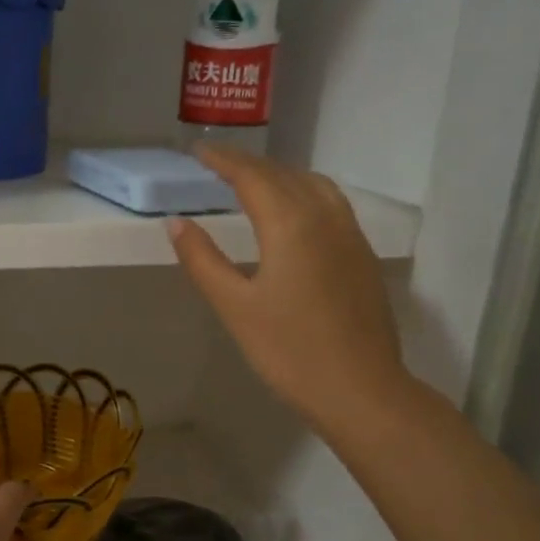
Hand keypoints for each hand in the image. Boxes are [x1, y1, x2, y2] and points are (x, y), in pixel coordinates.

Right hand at [168, 145, 412, 437]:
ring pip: (313, 185)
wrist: (361, 389)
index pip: (252, 176)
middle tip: (217, 163)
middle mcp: (325, 217)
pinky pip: (331, 204)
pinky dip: (304, 192)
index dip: (223, 160)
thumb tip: (177, 223)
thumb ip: (203, 260)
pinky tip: (294, 213)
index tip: (198, 151)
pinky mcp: (362, 256)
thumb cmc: (289, 351)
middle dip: (248, 164)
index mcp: (291, 224)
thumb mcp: (235, 307)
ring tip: (254, 181)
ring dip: (280, 175)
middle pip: (283, 175)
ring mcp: (350, 235)